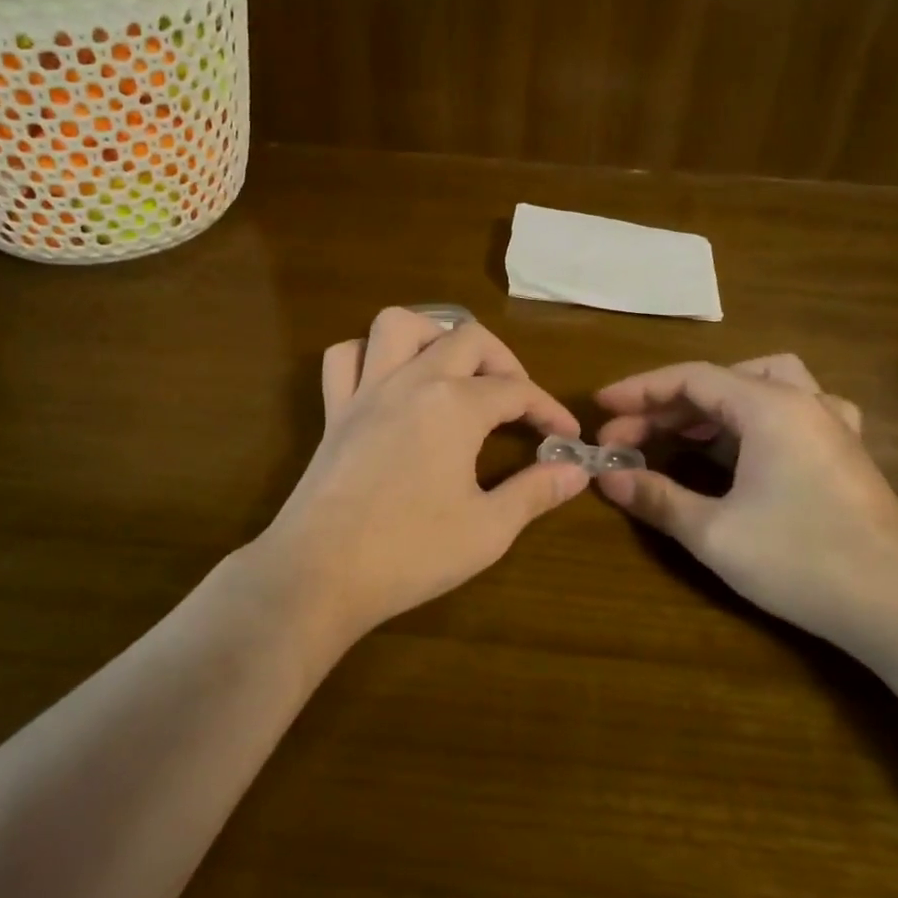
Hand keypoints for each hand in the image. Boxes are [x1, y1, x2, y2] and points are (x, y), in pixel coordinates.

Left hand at [255, 308, 588, 643]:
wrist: (320, 573)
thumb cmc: (411, 553)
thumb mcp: (488, 529)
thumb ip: (535, 492)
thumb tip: (577, 471)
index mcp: (456, 405)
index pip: (517, 390)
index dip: (549, 410)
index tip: (567, 437)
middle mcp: (412, 380)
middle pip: (468, 338)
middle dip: (503, 362)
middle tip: (516, 401)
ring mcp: (367, 390)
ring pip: (398, 325)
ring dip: (433, 335)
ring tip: (452, 370)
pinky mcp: (335, 411)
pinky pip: (345, 358)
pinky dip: (369, 356)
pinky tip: (389, 382)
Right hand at [593, 356, 897, 645]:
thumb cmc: (803, 561)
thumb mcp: (715, 533)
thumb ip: (657, 497)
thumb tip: (608, 477)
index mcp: (770, 407)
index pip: (691, 377)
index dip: (639, 390)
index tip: (601, 408)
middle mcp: (803, 401)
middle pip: (721, 381)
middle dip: (668, 405)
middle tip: (628, 438)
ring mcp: (830, 424)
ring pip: (760, 386)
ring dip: (712, 404)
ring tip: (679, 433)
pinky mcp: (845, 451)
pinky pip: (792, 408)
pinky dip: (754, 415)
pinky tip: (746, 445)